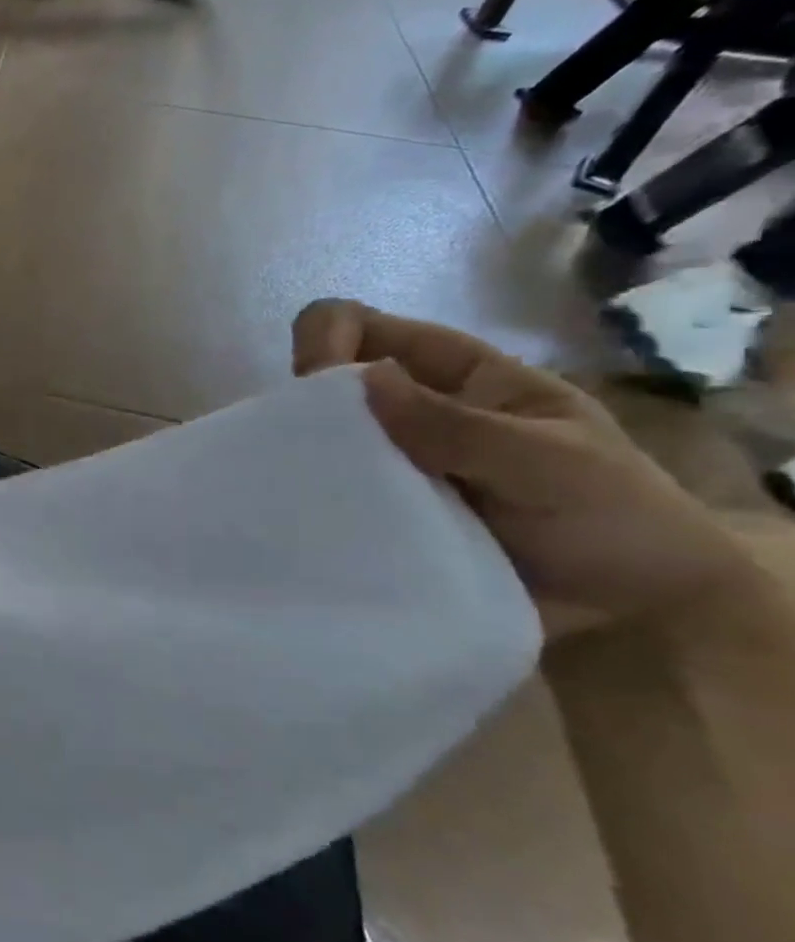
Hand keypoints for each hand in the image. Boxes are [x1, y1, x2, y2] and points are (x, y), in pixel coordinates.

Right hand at [292, 299, 751, 639]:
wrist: (636, 614)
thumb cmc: (612, 518)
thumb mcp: (550, 462)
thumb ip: (459, 425)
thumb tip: (363, 377)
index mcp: (454, 376)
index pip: (364, 327)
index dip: (326, 338)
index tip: (312, 386)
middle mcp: (409, 413)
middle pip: (327, 385)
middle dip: (305, 410)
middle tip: (309, 459)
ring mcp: (389, 466)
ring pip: (318, 443)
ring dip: (305, 463)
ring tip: (313, 503)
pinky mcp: (377, 516)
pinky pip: (327, 498)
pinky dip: (313, 506)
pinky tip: (315, 530)